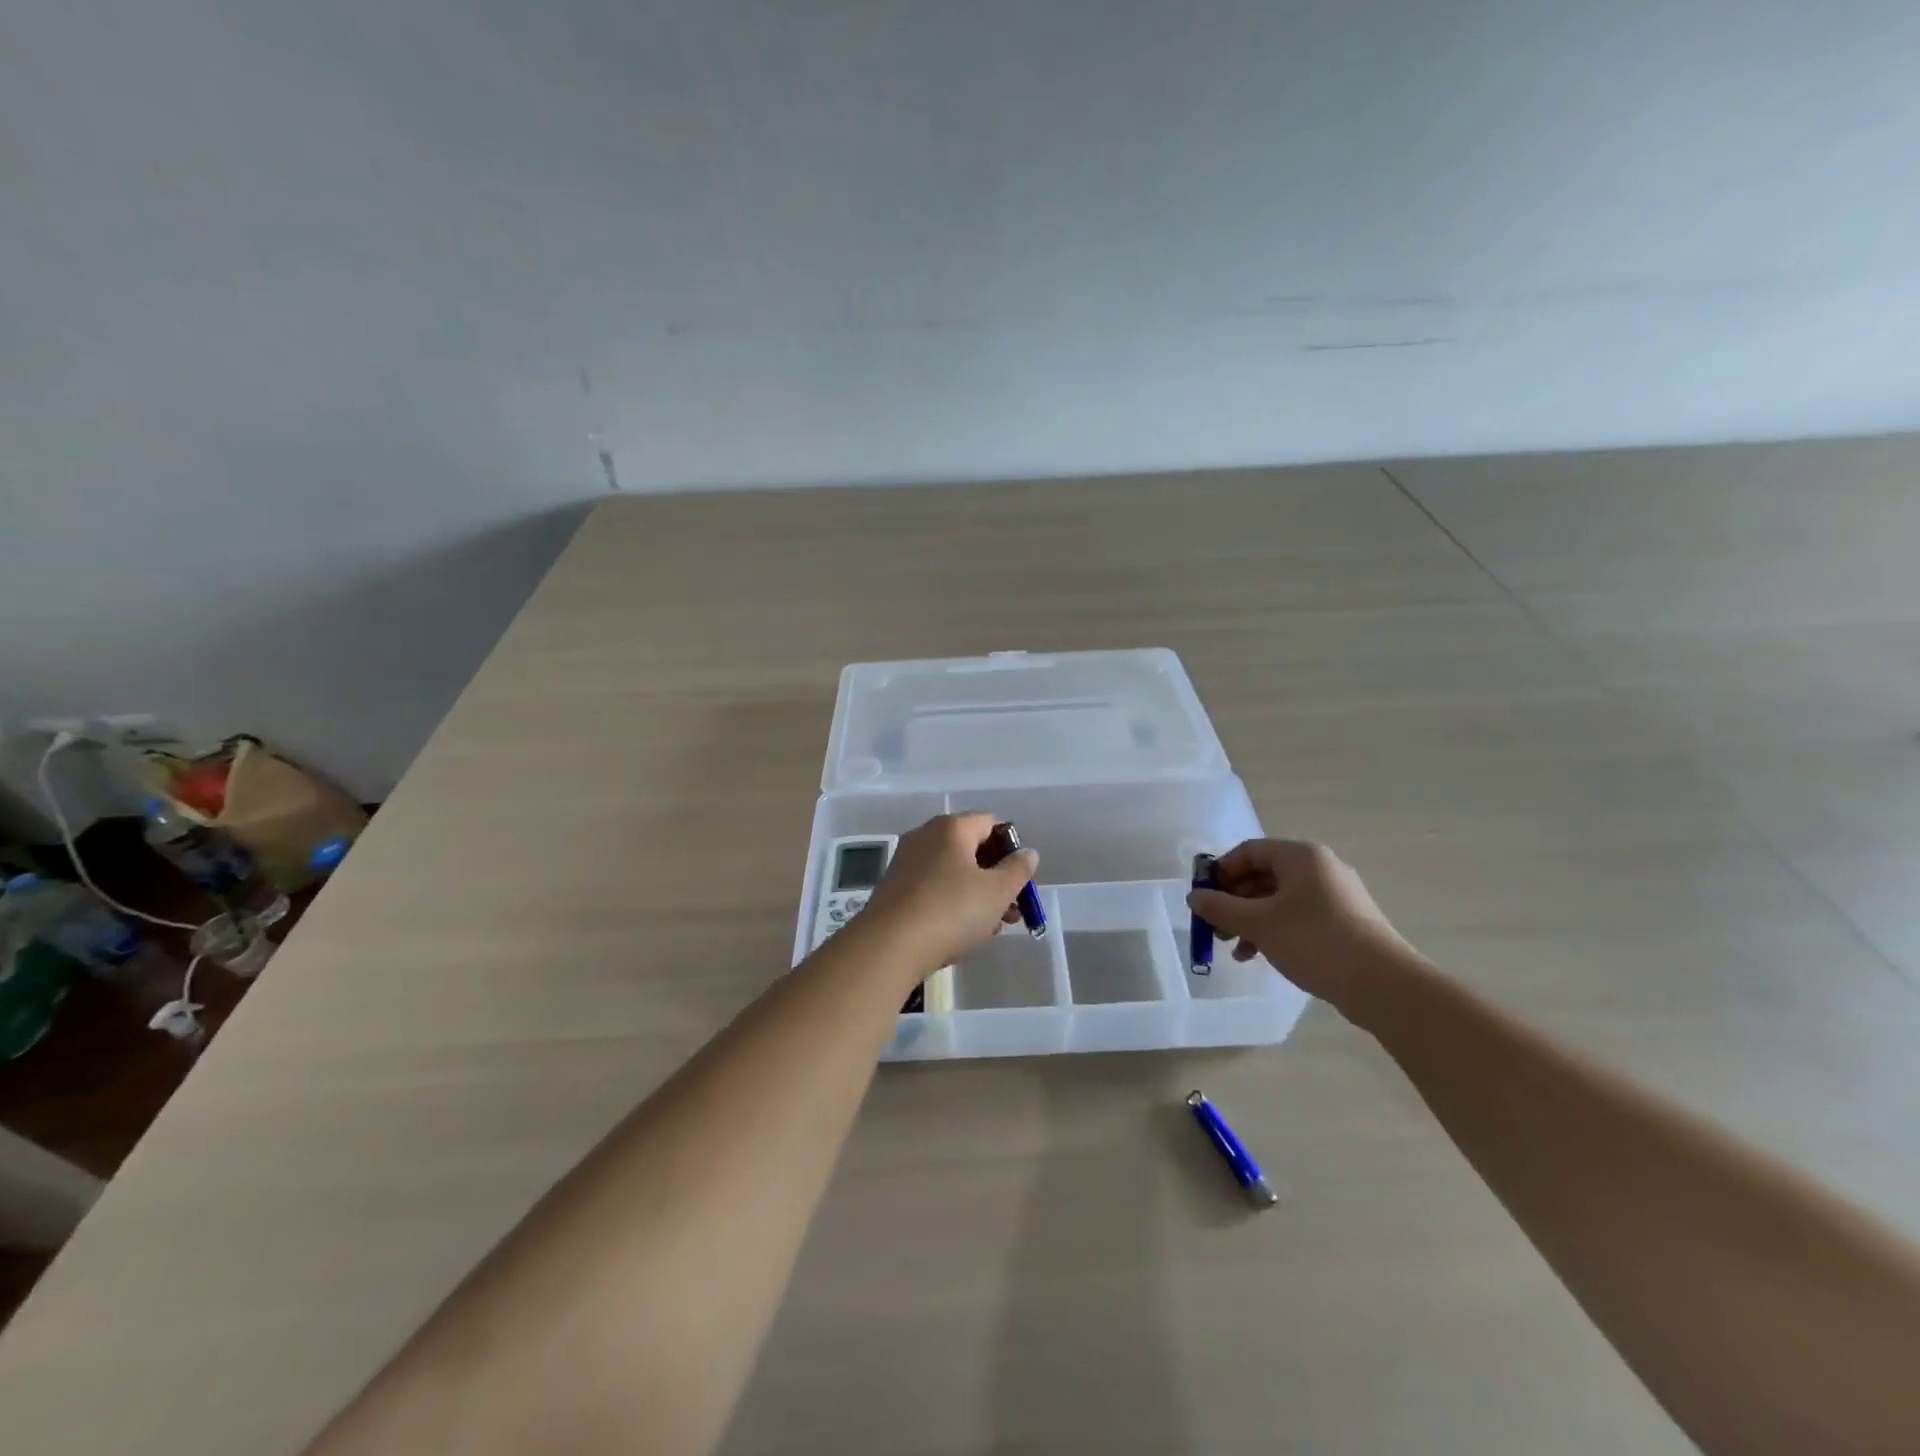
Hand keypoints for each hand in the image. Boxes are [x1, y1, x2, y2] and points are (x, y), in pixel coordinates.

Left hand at [856, 814, 1038, 979]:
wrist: (888, 946)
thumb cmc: (951, 911)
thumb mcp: (997, 892)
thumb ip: (1018, 869)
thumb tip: (1027, 852)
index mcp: (951, 827)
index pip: (990, 823)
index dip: (1011, 848)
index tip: (1019, 880)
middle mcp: (925, 836)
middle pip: (971, 849)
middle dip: (996, 878)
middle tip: (1012, 910)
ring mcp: (906, 862)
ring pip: (953, 872)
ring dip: (977, 895)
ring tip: (991, 928)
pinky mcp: (894, 889)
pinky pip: (933, 888)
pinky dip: (952, 904)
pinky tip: (961, 934)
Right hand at [1187, 839, 1415, 1015]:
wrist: (1383, 985)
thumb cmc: (1314, 941)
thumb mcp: (1258, 924)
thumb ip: (1221, 908)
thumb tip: (1195, 897)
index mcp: (1300, 857)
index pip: (1249, 851)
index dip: (1221, 872)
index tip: (1204, 898)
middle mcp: (1319, 868)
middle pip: (1263, 876)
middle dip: (1234, 902)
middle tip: (1215, 928)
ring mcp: (1335, 896)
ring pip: (1279, 900)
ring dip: (1250, 921)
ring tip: (1234, 949)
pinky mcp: (1344, 923)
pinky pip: (1297, 917)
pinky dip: (1274, 931)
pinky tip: (1260, 956)